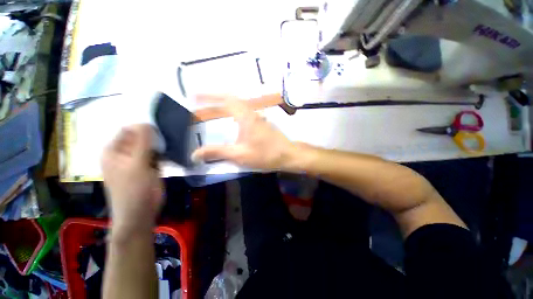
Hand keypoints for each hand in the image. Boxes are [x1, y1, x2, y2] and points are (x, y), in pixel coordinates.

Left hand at [101, 124, 163, 234]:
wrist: (141, 214)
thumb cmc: (135, 190)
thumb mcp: (137, 164)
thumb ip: (143, 143)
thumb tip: (147, 122)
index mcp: (114, 150)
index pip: (129, 130)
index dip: (144, 128)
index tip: (161, 131)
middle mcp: (124, 153)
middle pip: (140, 138)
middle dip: (154, 138)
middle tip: (166, 141)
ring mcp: (136, 161)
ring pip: (150, 147)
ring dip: (160, 146)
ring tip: (169, 149)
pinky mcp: (148, 168)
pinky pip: (156, 155)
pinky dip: (163, 154)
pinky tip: (168, 157)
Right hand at [191, 95, 297, 170]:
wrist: (288, 155)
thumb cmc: (266, 154)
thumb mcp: (239, 155)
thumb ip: (217, 152)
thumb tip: (195, 154)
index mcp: (245, 116)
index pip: (225, 99)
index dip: (208, 95)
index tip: (194, 96)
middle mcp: (252, 113)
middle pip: (231, 100)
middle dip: (214, 99)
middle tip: (199, 103)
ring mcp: (258, 118)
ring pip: (238, 107)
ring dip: (224, 106)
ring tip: (211, 111)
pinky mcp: (261, 124)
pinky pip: (243, 114)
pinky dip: (232, 114)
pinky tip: (230, 122)